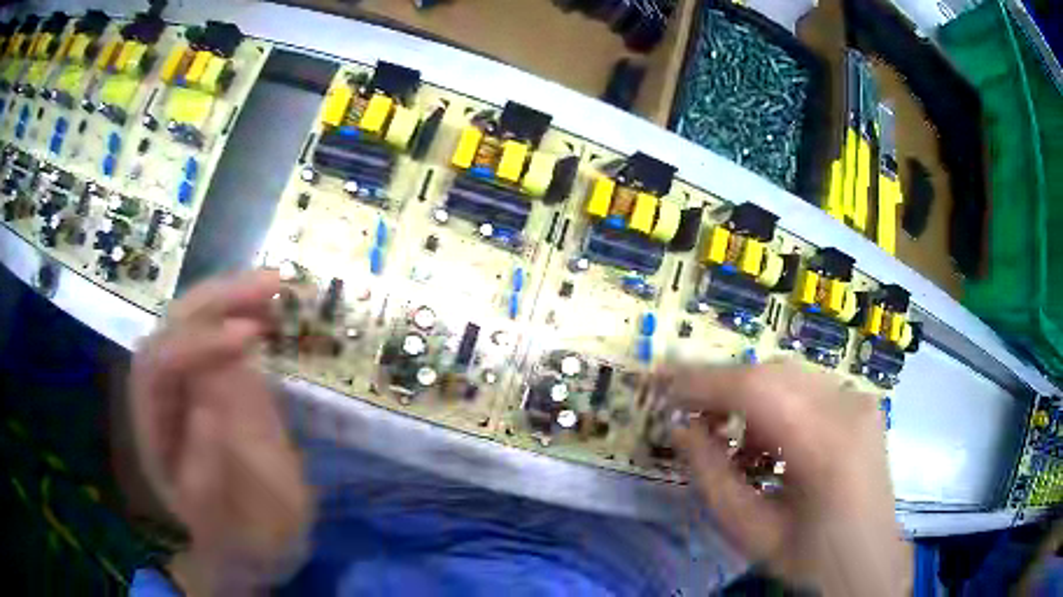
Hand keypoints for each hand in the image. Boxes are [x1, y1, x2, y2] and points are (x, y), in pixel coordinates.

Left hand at [130, 271, 311, 592]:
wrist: (253, 541)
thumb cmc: (236, 538)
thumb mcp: (225, 523)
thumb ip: (205, 471)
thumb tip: (206, 407)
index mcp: (154, 429)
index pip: (157, 365)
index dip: (195, 344)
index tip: (250, 337)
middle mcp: (165, 395)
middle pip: (173, 327)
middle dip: (216, 300)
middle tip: (269, 285)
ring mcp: (193, 382)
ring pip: (197, 321)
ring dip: (232, 296)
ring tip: (275, 284)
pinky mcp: (220, 381)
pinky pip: (225, 337)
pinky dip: (246, 314)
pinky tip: (271, 308)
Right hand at [663, 360, 909, 595]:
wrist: (869, 559)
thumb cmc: (809, 557)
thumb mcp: (750, 531)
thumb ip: (712, 477)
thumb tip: (680, 429)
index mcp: (827, 447)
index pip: (758, 390)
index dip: (705, 382)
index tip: (664, 384)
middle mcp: (850, 409)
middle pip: (774, 373)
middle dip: (724, 387)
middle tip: (691, 414)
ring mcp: (861, 400)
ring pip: (790, 374)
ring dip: (750, 395)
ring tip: (729, 435)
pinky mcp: (863, 402)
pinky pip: (809, 386)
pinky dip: (778, 403)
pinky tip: (769, 440)